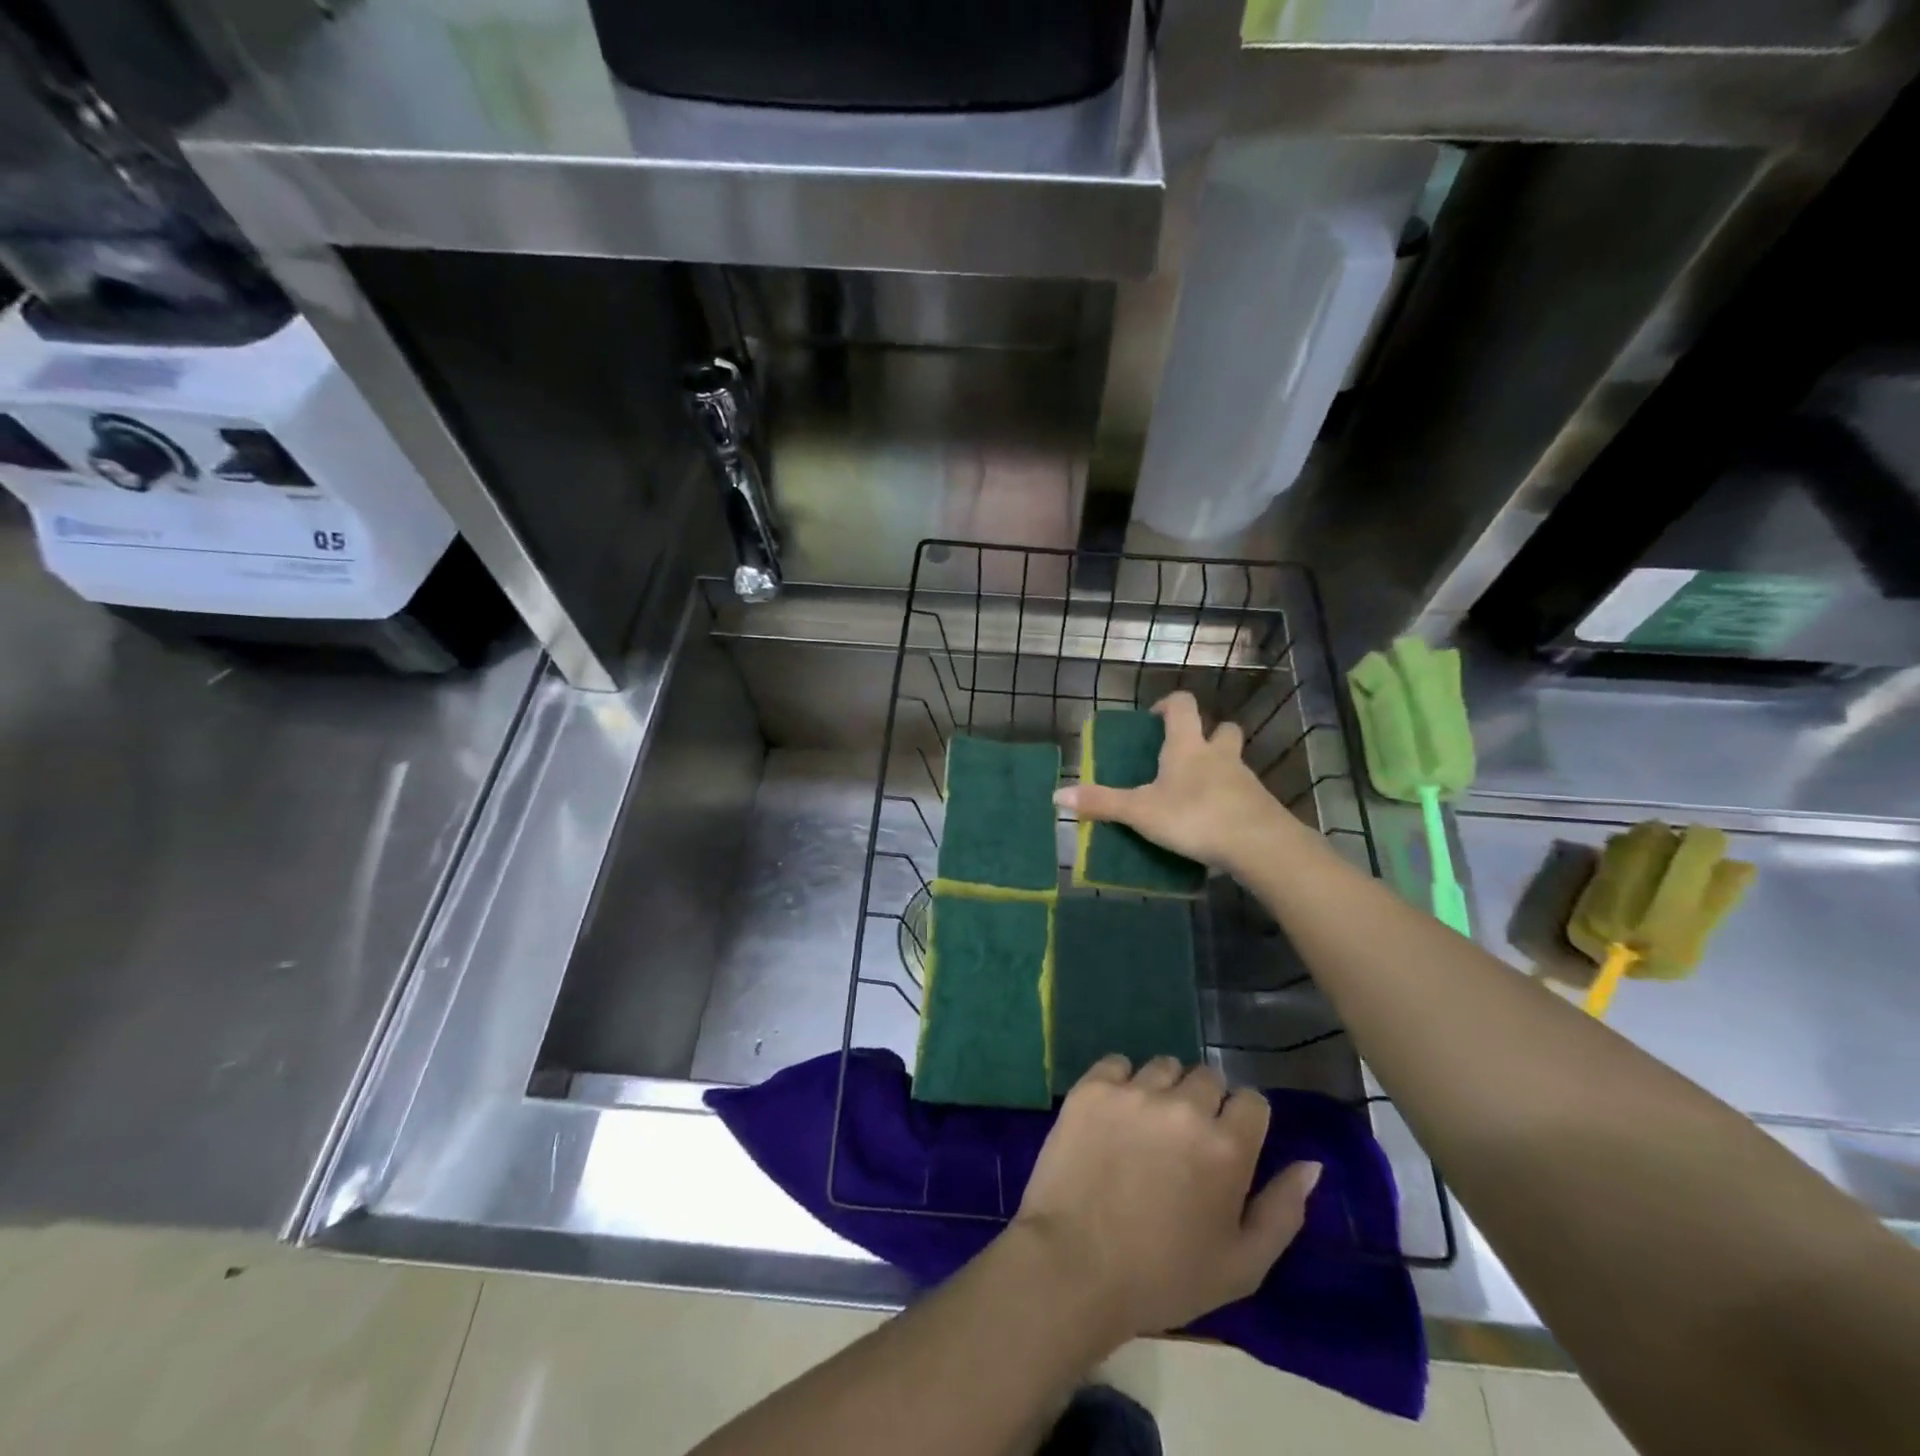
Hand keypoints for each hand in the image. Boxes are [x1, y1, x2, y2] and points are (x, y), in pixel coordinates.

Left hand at [1008, 1055, 1322, 1342]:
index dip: (1243, 1121)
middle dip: (1204, 1103)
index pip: (1252, 1100)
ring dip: (1163, 1089)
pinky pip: (1117, 1064)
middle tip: (1184, 1142)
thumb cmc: (1163, 1277)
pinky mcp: (1091, 1087)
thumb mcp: (1241, 1266)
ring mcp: (1133, 1091)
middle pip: (1208, 1077)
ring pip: (1164, 1066)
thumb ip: (1283, 1210)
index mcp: (1226, 1146)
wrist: (1073, 1266)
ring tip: (1146, 1127)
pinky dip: (1120, 1082)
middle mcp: (1183, 1106)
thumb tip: (1311, 1164)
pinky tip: (1113, 1114)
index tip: (1227, 1145)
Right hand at [1054, 691, 1294, 877]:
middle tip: (1185, 754)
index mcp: (1187, 746)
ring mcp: (1244, 779)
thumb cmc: (1194, 816)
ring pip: (1234, 761)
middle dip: (1207, 734)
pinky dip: (1229, 798)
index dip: (1169, 704)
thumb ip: (1102, 803)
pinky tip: (1215, 821)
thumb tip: (1057, 795)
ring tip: (1196, 793)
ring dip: (1219, 768)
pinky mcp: (1259, 805)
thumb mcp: (1140, 812)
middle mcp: (1219, 754)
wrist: (1259, 844)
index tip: (1156, 718)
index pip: (1182, 706)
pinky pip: (1243, 792)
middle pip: (1222, 729)